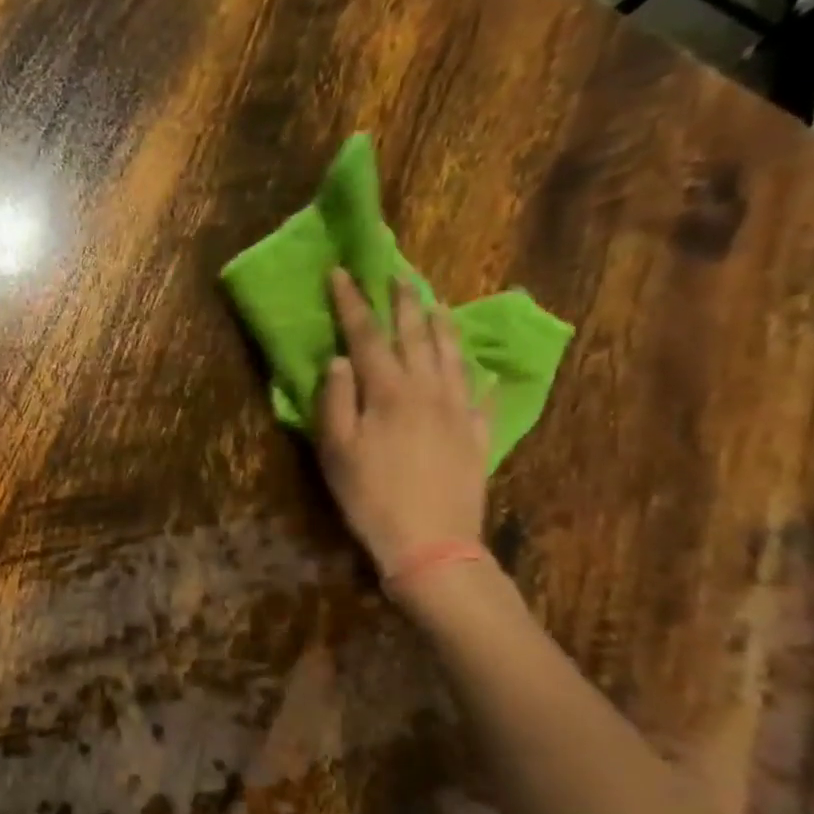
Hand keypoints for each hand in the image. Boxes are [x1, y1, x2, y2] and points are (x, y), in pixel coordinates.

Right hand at [316, 270, 489, 574]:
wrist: (431, 541)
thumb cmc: (370, 497)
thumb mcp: (336, 451)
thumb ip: (334, 400)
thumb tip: (339, 359)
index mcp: (388, 391)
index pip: (366, 335)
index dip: (353, 302)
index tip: (342, 273)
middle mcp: (427, 389)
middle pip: (416, 335)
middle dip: (403, 301)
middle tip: (397, 274)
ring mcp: (458, 410)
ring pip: (452, 354)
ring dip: (441, 324)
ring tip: (435, 304)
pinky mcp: (476, 433)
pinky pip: (479, 391)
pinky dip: (475, 371)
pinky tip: (475, 365)